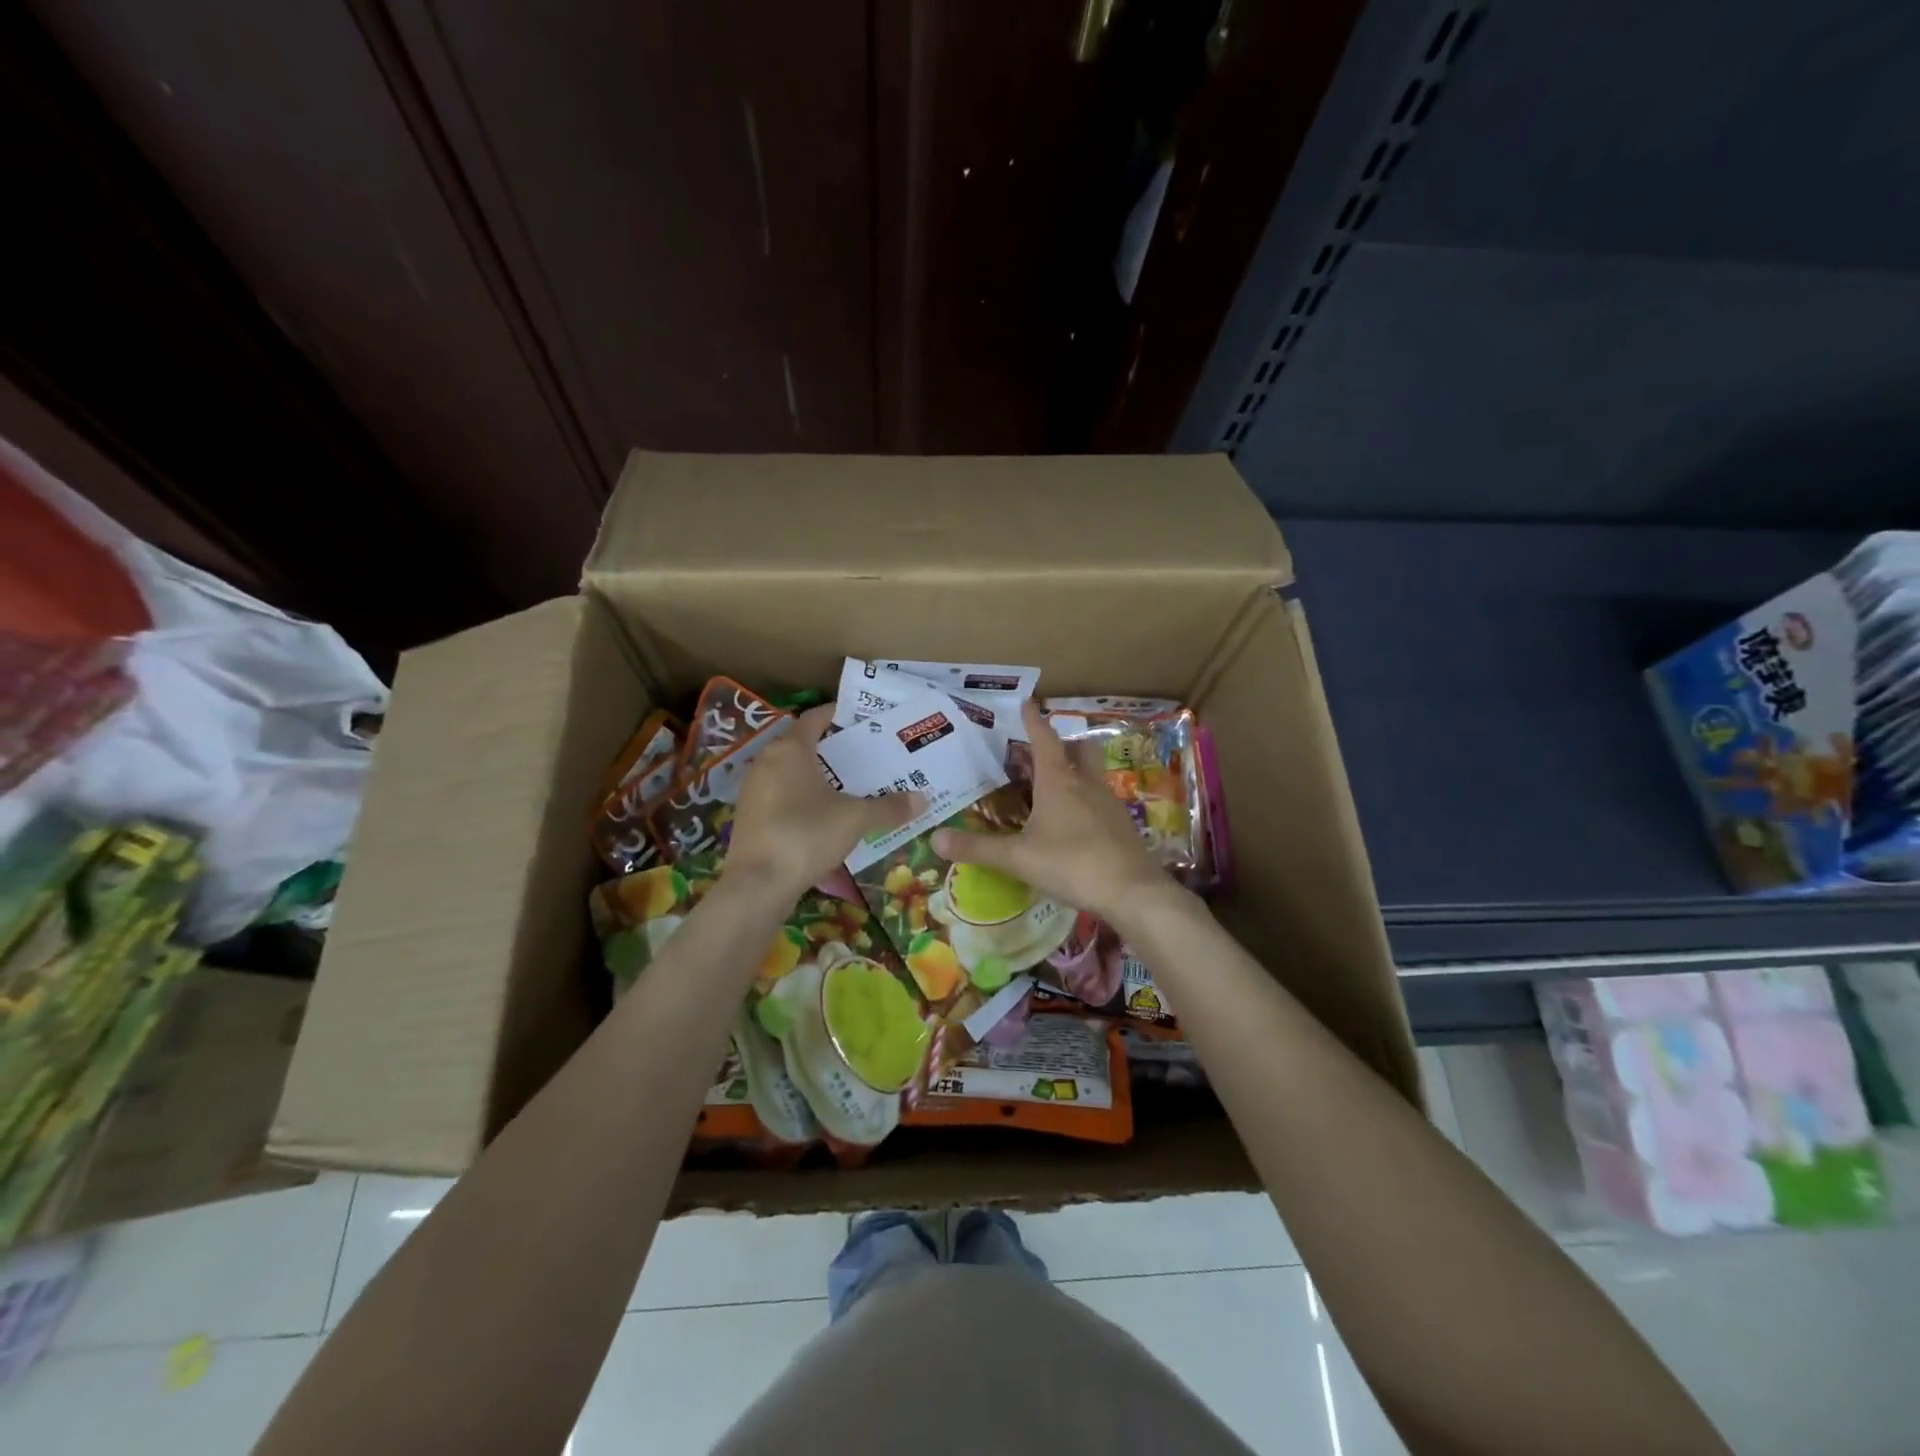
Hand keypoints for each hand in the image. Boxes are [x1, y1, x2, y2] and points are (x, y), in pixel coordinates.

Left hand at [725, 706, 920, 900]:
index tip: (862, 720)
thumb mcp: (855, 819)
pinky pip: (780, 795)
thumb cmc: (807, 834)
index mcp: (790, 749)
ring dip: (816, 775)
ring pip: (789, 771)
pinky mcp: (749, 816)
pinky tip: (823, 815)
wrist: (758, 884)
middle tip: (864, 756)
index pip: (815, 717)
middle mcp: (766, 761)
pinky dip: (801, 797)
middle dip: (832, 749)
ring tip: (848, 785)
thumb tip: (922, 799)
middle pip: (802, 744)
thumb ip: (888, 807)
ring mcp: (753, 790)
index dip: (838, 715)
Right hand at [932, 702, 1169, 921]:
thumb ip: (978, 848)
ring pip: (1091, 773)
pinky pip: (1099, 800)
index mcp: (1058, 781)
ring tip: (1052, 787)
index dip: (1033, 721)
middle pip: (1078, 749)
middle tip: (1039, 752)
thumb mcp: (1018, 858)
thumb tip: (935, 838)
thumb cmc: (1072, 863)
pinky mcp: (1120, 824)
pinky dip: (1084, 799)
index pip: (1044, 739)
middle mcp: (1085, 783)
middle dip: (1061, 743)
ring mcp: (1108, 803)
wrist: (1132, 891)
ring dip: (1074, 771)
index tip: (1026, 703)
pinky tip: (1072, 822)